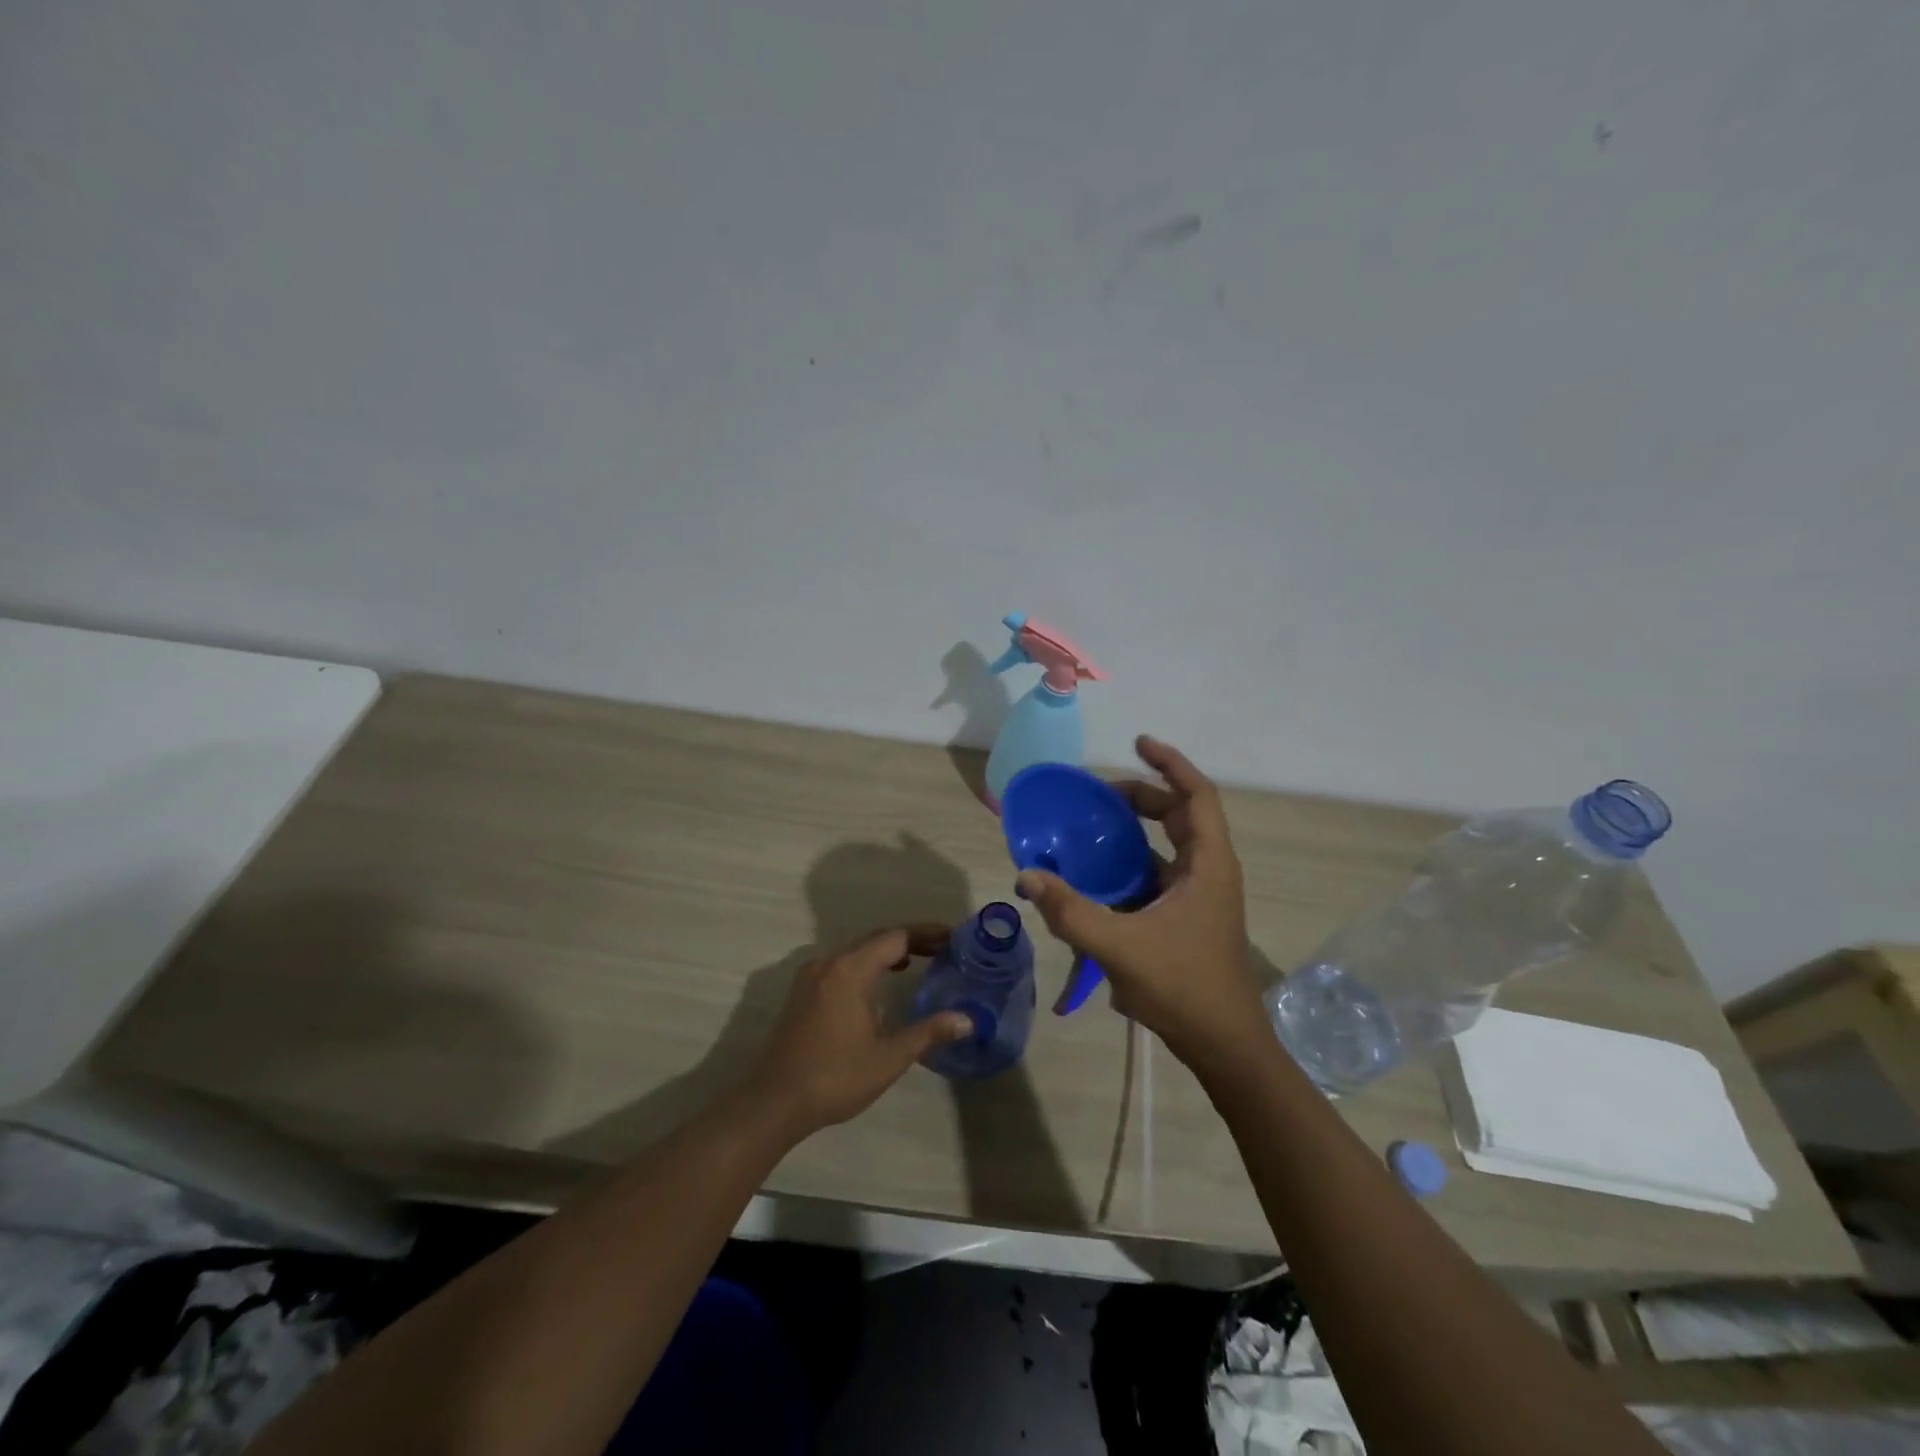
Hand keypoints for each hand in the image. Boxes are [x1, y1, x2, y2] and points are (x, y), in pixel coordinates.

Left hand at [746, 926, 973, 1139]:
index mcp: (850, 970)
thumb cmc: (834, 1078)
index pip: (896, 937)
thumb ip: (928, 1033)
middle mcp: (829, 962)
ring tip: (916, 962)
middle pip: (875, 939)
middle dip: (909, 940)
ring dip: (886, 952)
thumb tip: (967, 1020)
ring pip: (856, 951)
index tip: (953, 938)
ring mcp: (811, 976)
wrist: (773, 1102)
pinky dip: (865, 964)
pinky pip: (840, 964)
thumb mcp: (888, 1058)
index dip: (926, 934)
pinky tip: (877, 985)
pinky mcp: (801, 992)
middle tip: (942, 949)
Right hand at [1016, 737, 1265, 1070]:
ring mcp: (1200, 897)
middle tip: (1101, 795)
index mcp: (1208, 865)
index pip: (1197, 796)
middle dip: (1144, 797)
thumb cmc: (1184, 987)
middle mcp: (1209, 872)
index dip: (1171, 764)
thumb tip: (1027, 876)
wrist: (1225, 1046)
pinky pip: (1159, 876)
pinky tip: (1098, 879)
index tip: (1139, 743)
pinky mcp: (1188, 919)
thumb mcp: (1120, 947)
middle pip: (1180, 816)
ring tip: (1094, 828)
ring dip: (1136, 832)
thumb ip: (1071, 911)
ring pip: (1169, 847)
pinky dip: (1132, 865)